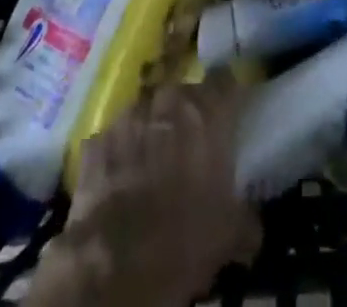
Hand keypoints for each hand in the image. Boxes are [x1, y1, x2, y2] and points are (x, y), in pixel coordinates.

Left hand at [56, 75, 259, 304]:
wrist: (115, 264)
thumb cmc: (184, 238)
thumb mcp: (231, 233)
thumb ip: (245, 215)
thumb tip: (250, 225)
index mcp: (207, 112)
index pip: (225, 81)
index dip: (227, 96)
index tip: (229, 112)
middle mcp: (168, 100)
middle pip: (182, 95)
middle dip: (186, 116)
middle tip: (189, 147)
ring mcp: (128, 116)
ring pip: (146, 113)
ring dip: (151, 131)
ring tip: (151, 166)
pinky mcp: (96, 140)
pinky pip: (114, 139)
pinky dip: (120, 153)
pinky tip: (120, 181)